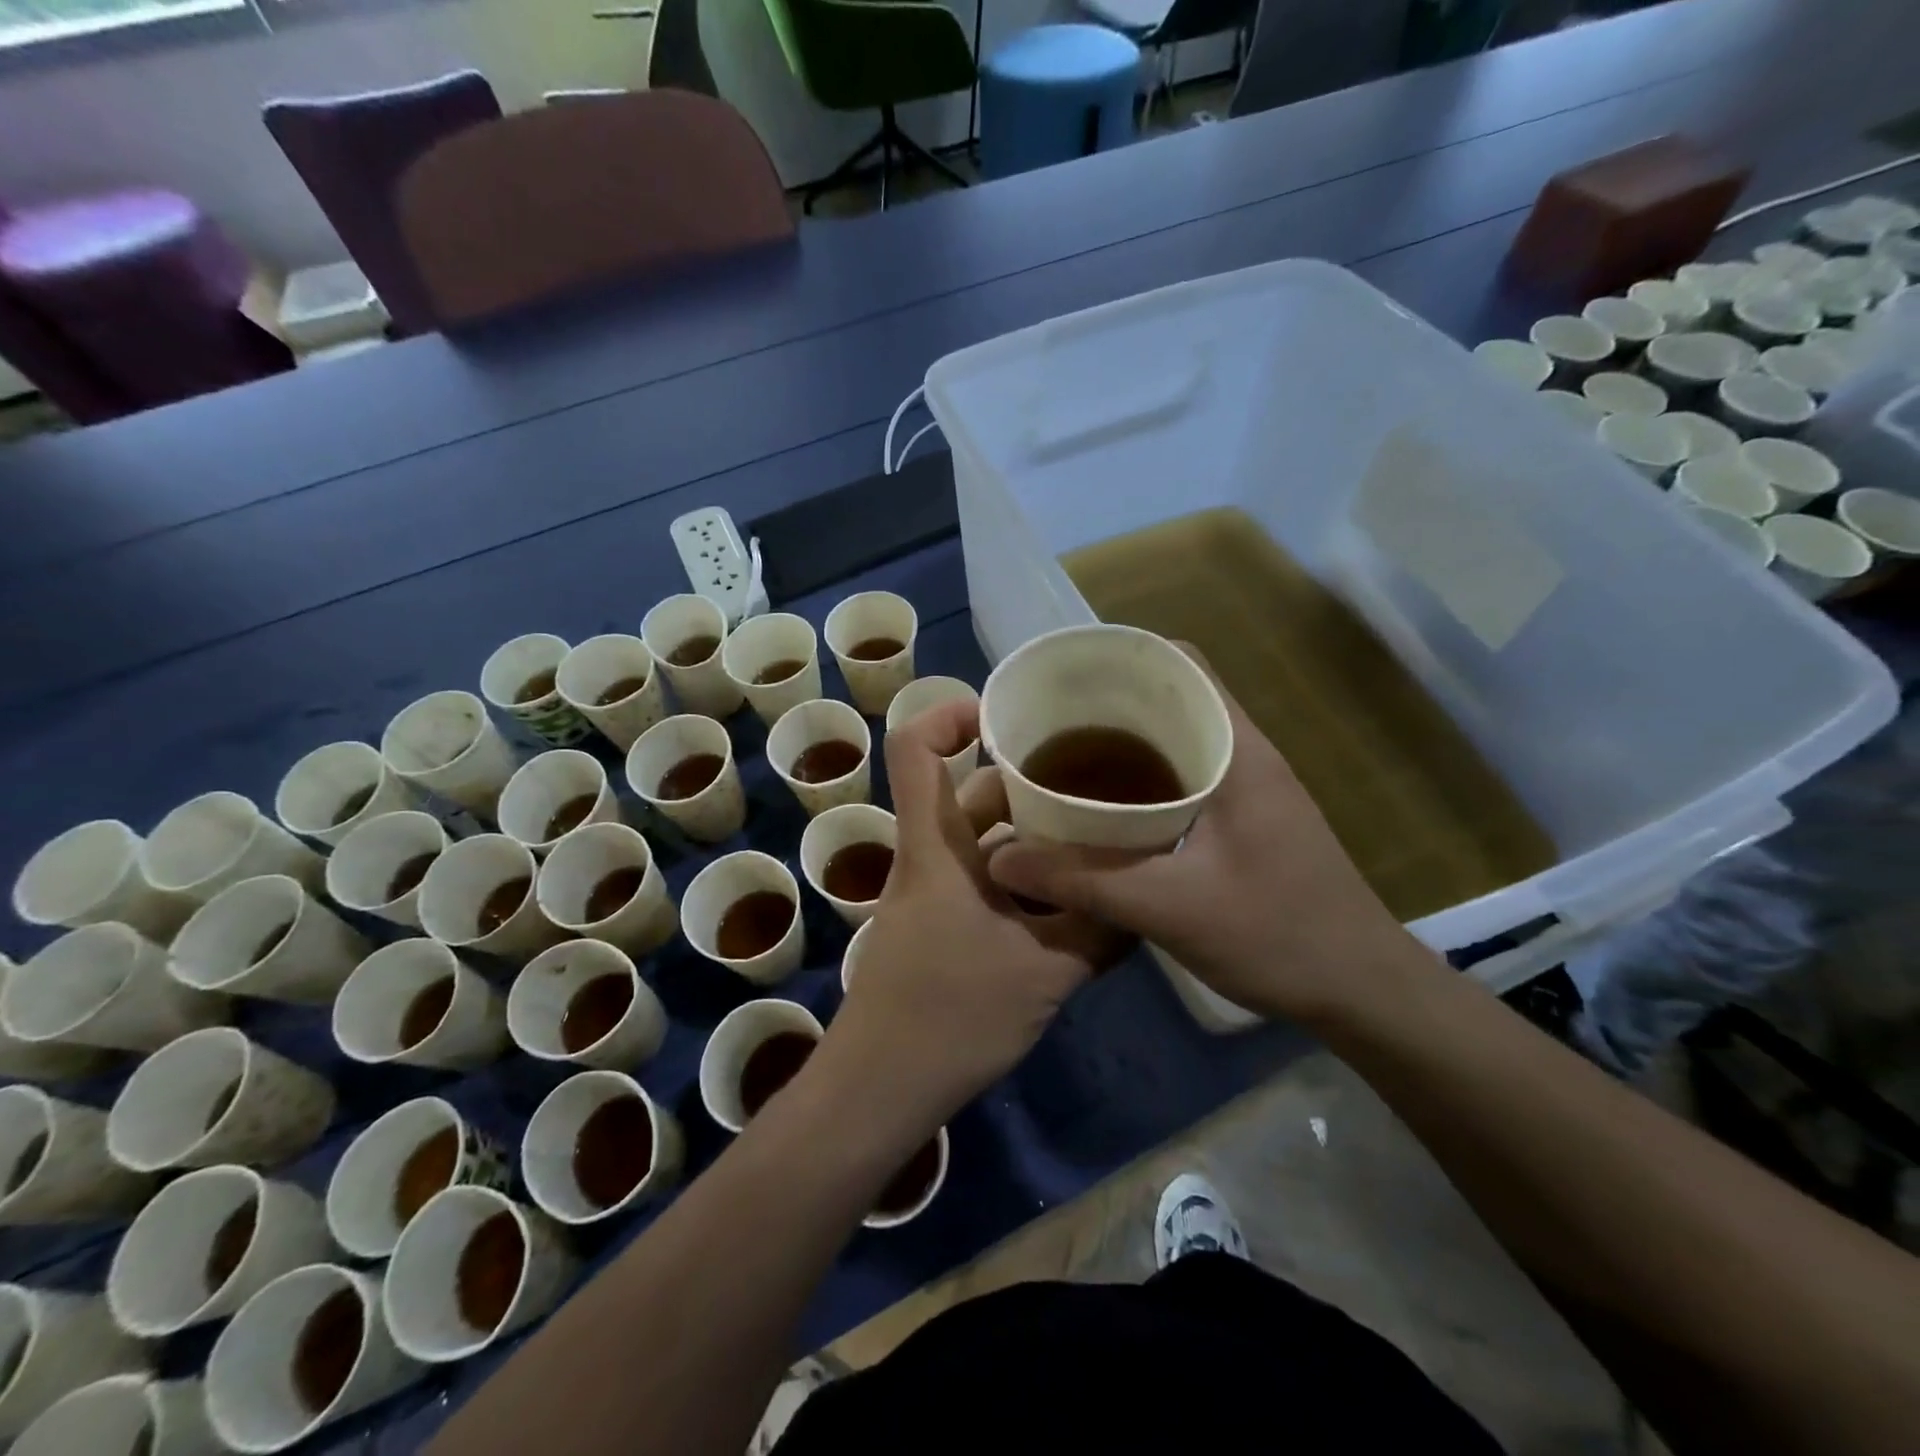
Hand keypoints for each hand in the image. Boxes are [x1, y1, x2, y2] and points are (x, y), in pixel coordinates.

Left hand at [819, 699, 1130, 1133]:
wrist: (880, 1090)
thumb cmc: (950, 1017)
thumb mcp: (1043, 973)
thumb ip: (1098, 930)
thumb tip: (1146, 896)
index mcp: (936, 848)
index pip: (915, 750)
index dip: (948, 713)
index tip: (1004, 714)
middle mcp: (929, 858)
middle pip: (968, 792)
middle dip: (1024, 779)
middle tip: (1090, 779)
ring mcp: (932, 894)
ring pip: (982, 839)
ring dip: (1031, 832)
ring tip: (1096, 832)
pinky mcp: (940, 925)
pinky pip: (985, 877)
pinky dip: (1023, 873)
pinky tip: (1073, 894)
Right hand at [987, 665, 1419, 1026]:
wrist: (1361, 990)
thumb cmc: (1278, 935)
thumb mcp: (1170, 909)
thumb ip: (1084, 881)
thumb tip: (1000, 859)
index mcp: (1237, 750)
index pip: (1183, 664)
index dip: (1123, 657)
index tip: (1064, 677)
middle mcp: (1244, 754)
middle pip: (1172, 698)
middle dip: (1109, 702)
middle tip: (1045, 724)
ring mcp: (1248, 788)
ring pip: (1176, 741)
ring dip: (1124, 744)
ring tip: (1061, 760)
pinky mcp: (1244, 821)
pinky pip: (1182, 779)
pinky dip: (1141, 781)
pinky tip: (1103, 813)